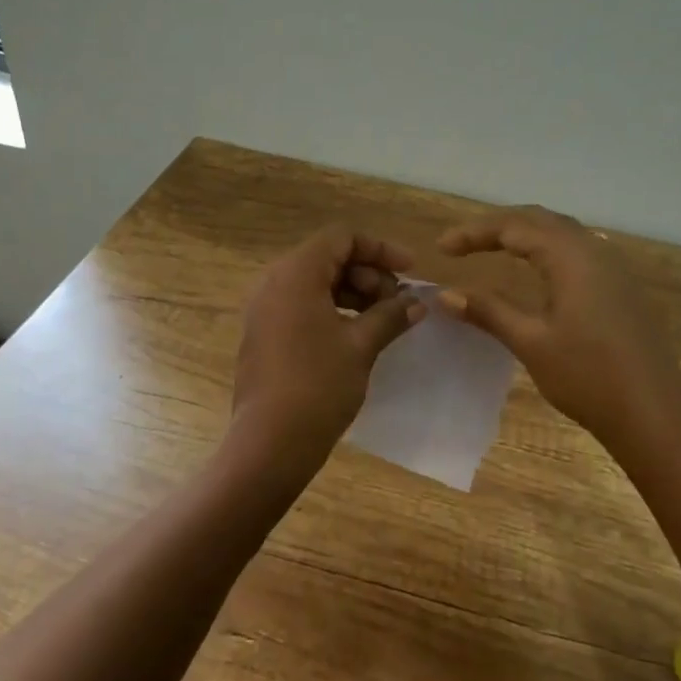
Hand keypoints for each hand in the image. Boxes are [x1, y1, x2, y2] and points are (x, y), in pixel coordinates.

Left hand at [229, 226, 425, 481]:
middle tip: (398, 302)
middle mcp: (274, 281)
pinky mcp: (263, 333)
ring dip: (353, 293)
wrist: (270, 442)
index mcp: (296, 273)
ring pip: (315, 282)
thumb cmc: (319, 385)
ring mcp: (264, 308)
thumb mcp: (361, 346)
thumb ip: (391, 315)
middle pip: (328, 257)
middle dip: (368, 274)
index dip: (380, 249)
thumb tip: (417, 302)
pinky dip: (332, 309)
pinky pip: (301, 304)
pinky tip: (357, 334)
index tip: (410, 271)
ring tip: (383, 319)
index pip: (342, 238)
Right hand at [439, 207, 680, 452]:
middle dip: (496, 225)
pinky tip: (536, 270)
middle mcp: (594, 249)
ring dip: (524, 233)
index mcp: (571, 256)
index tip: (441, 248)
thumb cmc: (588, 377)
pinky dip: (546, 248)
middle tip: (461, 244)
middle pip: (538, 219)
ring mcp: (613, 267)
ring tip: (491, 248)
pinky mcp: (622, 287)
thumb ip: (488, 310)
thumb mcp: (531, 342)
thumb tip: (444, 294)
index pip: (513, 227)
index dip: (473, 232)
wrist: (655, 416)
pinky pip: (577, 249)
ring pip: (561, 232)